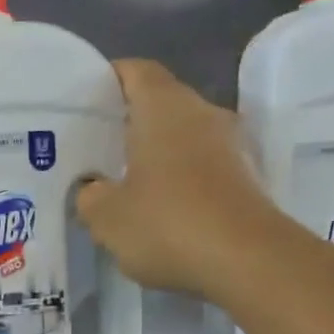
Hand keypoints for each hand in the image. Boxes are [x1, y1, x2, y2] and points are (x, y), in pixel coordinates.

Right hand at [77, 59, 268, 300]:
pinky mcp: (243, 179)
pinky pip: (200, 167)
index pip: (134, 71)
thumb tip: (92, 189)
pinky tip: (156, 208)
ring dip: (154, 154)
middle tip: (93, 148)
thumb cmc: (168, 225)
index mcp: (164, 107)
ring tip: (120, 181)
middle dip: (127, 122)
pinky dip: (177, 179)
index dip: (107, 80)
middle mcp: (202, 114)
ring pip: (181, 137)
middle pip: (159, 104)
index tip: (84, 101)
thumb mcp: (107, 217)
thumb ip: (90, 196)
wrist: (249, 262)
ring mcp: (229, 146)